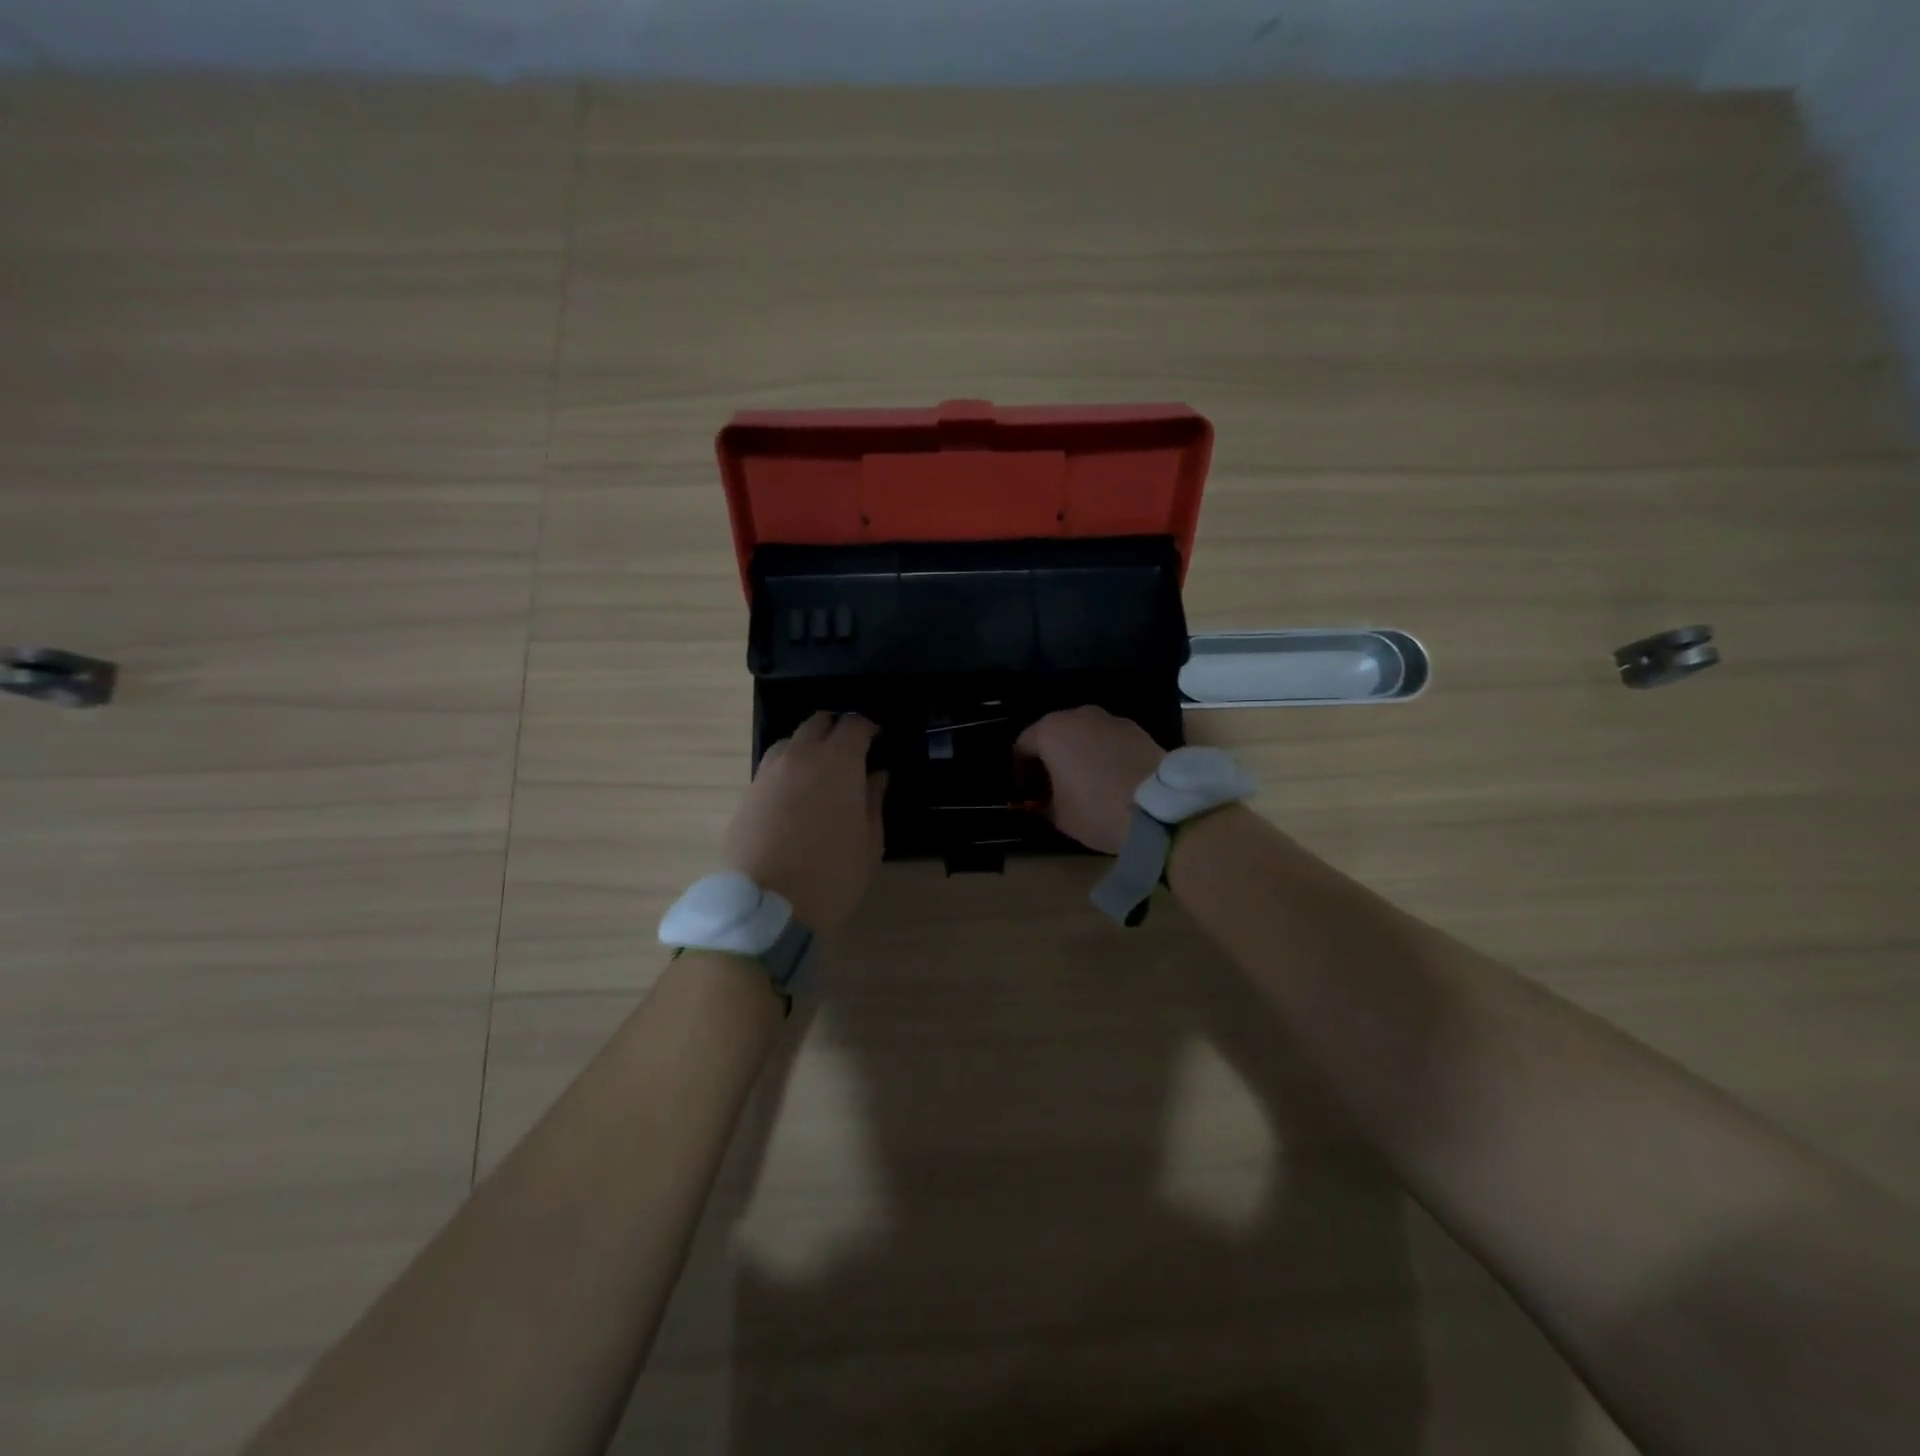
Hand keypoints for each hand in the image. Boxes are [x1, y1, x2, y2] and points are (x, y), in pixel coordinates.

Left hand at [723, 712, 886, 931]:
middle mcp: (800, 756)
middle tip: (849, 754)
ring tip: (819, 775)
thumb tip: (875, 776)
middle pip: (818, 723)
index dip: (869, 728)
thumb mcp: (870, 843)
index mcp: (838, 762)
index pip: (855, 724)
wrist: (767, 908)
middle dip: (836, 730)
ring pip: (789, 742)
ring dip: (807, 747)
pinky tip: (795, 798)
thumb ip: (873, 801)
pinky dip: (787, 771)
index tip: (877, 741)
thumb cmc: (833, 875)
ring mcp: (768, 773)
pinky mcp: (747, 794)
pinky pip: (771, 768)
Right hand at [1015, 706, 1167, 854]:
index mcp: (1051, 731)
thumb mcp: (1058, 816)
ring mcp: (1111, 719)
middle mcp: (1078, 715)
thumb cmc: (1096, 808)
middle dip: (1048, 760)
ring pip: (1082, 735)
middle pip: (1053, 735)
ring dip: (1076, 755)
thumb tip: (1040, 803)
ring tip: (1082, 784)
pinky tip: (1108, 779)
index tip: (1026, 796)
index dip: (1019, 773)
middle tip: (1050, 789)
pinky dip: (1101, 755)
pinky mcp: (1137, 730)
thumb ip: (1041, 805)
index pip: (1022, 747)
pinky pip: (1107, 740)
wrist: (1160, 808)